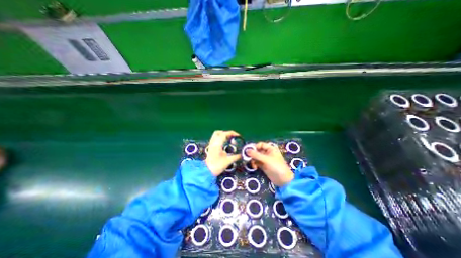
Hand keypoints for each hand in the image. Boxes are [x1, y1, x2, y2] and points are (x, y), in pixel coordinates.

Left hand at [205, 130, 241, 175]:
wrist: (207, 171)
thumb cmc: (217, 166)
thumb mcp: (228, 161)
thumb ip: (236, 157)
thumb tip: (242, 154)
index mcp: (217, 145)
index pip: (224, 134)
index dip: (231, 133)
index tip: (238, 136)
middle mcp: (213, 143)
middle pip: (219, 132)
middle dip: (227, 133)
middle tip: (233, 137)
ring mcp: (211, 144)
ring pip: (216, 135)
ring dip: (223, 135)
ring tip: (230, 139)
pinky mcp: (211, 147)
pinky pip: (216, 139)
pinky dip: (221, 138)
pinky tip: (225, 143)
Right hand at [246, 142, 292, 186]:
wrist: (283, 180)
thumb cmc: (276, 167)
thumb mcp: (266, 160)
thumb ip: (256, 155)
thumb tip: (246, 150)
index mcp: (270, 149)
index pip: (260, 144)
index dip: (255, 147)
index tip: (249, 151)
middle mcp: (267, 153)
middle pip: (257, 151)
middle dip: (252, 154)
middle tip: (247, 158)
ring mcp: (265, 160)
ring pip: (256, 157)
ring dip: (253, 160)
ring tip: (252, 165)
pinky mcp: (263, 165)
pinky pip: (256, 162)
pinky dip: (254, 164)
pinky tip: (254, 168)